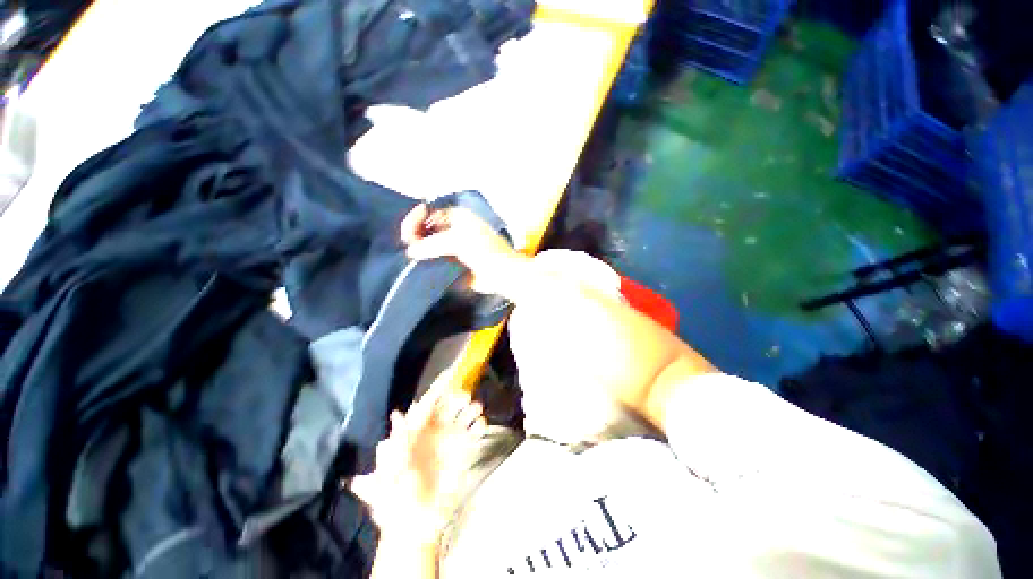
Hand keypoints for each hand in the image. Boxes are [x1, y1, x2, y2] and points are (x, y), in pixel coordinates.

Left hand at [360, 390, 486, 543]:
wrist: (416, 524)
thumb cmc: (396, 498)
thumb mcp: (389, 472)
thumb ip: (394, 445)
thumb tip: (397, 413)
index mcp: (416, 431)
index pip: (427, 404)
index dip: (437, 389)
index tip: (450, 372)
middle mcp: (435, 430)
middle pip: (449, 405)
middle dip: (457, 397)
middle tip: (463, 398)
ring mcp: (451, 439)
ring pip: (464, 414)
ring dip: (470, 408)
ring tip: (475, 408)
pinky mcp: (464, 450)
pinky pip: (474, 431)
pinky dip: (480, 424)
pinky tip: (480, 426)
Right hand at [400, 204, 526, 294]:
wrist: (502, 274)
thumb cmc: (484, 251)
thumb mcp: (457, 241)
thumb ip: (431, 244)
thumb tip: (411, 251)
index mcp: (456, 218)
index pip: (428, 213)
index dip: (415, 219)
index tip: (409, 232)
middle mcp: (453, 230)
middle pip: (425, 229)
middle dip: (414, 235)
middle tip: (410, 245)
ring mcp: (452, 247)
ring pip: (428, 246)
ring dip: (419, 251)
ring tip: (415, 258)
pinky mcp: (452, 264)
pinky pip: (434, 261)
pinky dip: (426, 263)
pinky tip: (420, 267)